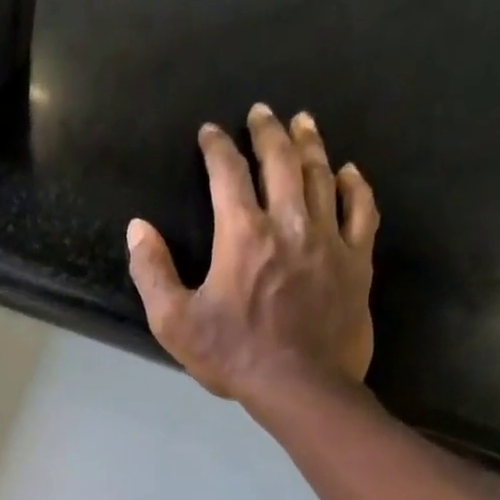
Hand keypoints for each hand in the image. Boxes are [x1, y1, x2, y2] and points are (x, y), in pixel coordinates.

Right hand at [126, 105, 378, 403]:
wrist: (302, 387)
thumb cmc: (233, 354)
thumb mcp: (174, 321)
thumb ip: (151, 271)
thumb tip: (138, 228)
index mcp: (242, 235)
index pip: (227, 175)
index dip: (217, 148)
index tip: (210, 132)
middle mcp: (288, 224)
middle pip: (280, 163)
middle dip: (268, 132)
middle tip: (262, 111)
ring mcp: (329, 240)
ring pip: (321, 177)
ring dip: (309, 146)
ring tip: (303, 122)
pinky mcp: (357, 262)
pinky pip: (361, 211)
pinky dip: (354, 187)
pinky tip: (349, 171)